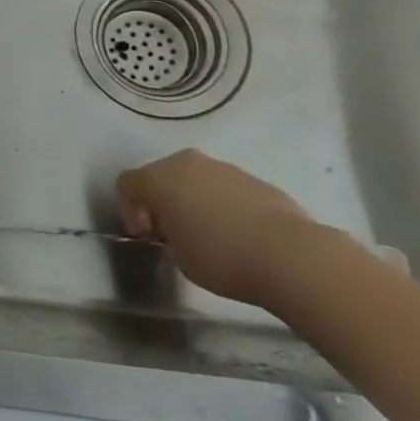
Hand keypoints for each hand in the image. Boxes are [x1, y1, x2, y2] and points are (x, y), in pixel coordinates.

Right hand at [116, 149, 328, 306]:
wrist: (293, 256)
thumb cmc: (221, 257)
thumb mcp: (178, 256)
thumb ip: (168, 236)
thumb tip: (177, 230)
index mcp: (158, 178)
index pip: (126, 185)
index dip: (129, 211)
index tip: (148, 238)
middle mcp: (186, 163)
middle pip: (160, 176)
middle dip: (162, 201)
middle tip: (173, 233)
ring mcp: (224, 168)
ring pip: (195, 180)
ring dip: (193, 201)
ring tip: (210, 235)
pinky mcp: (257, 180)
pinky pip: (226, 189)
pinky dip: (223, 205)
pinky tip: (239, 234)